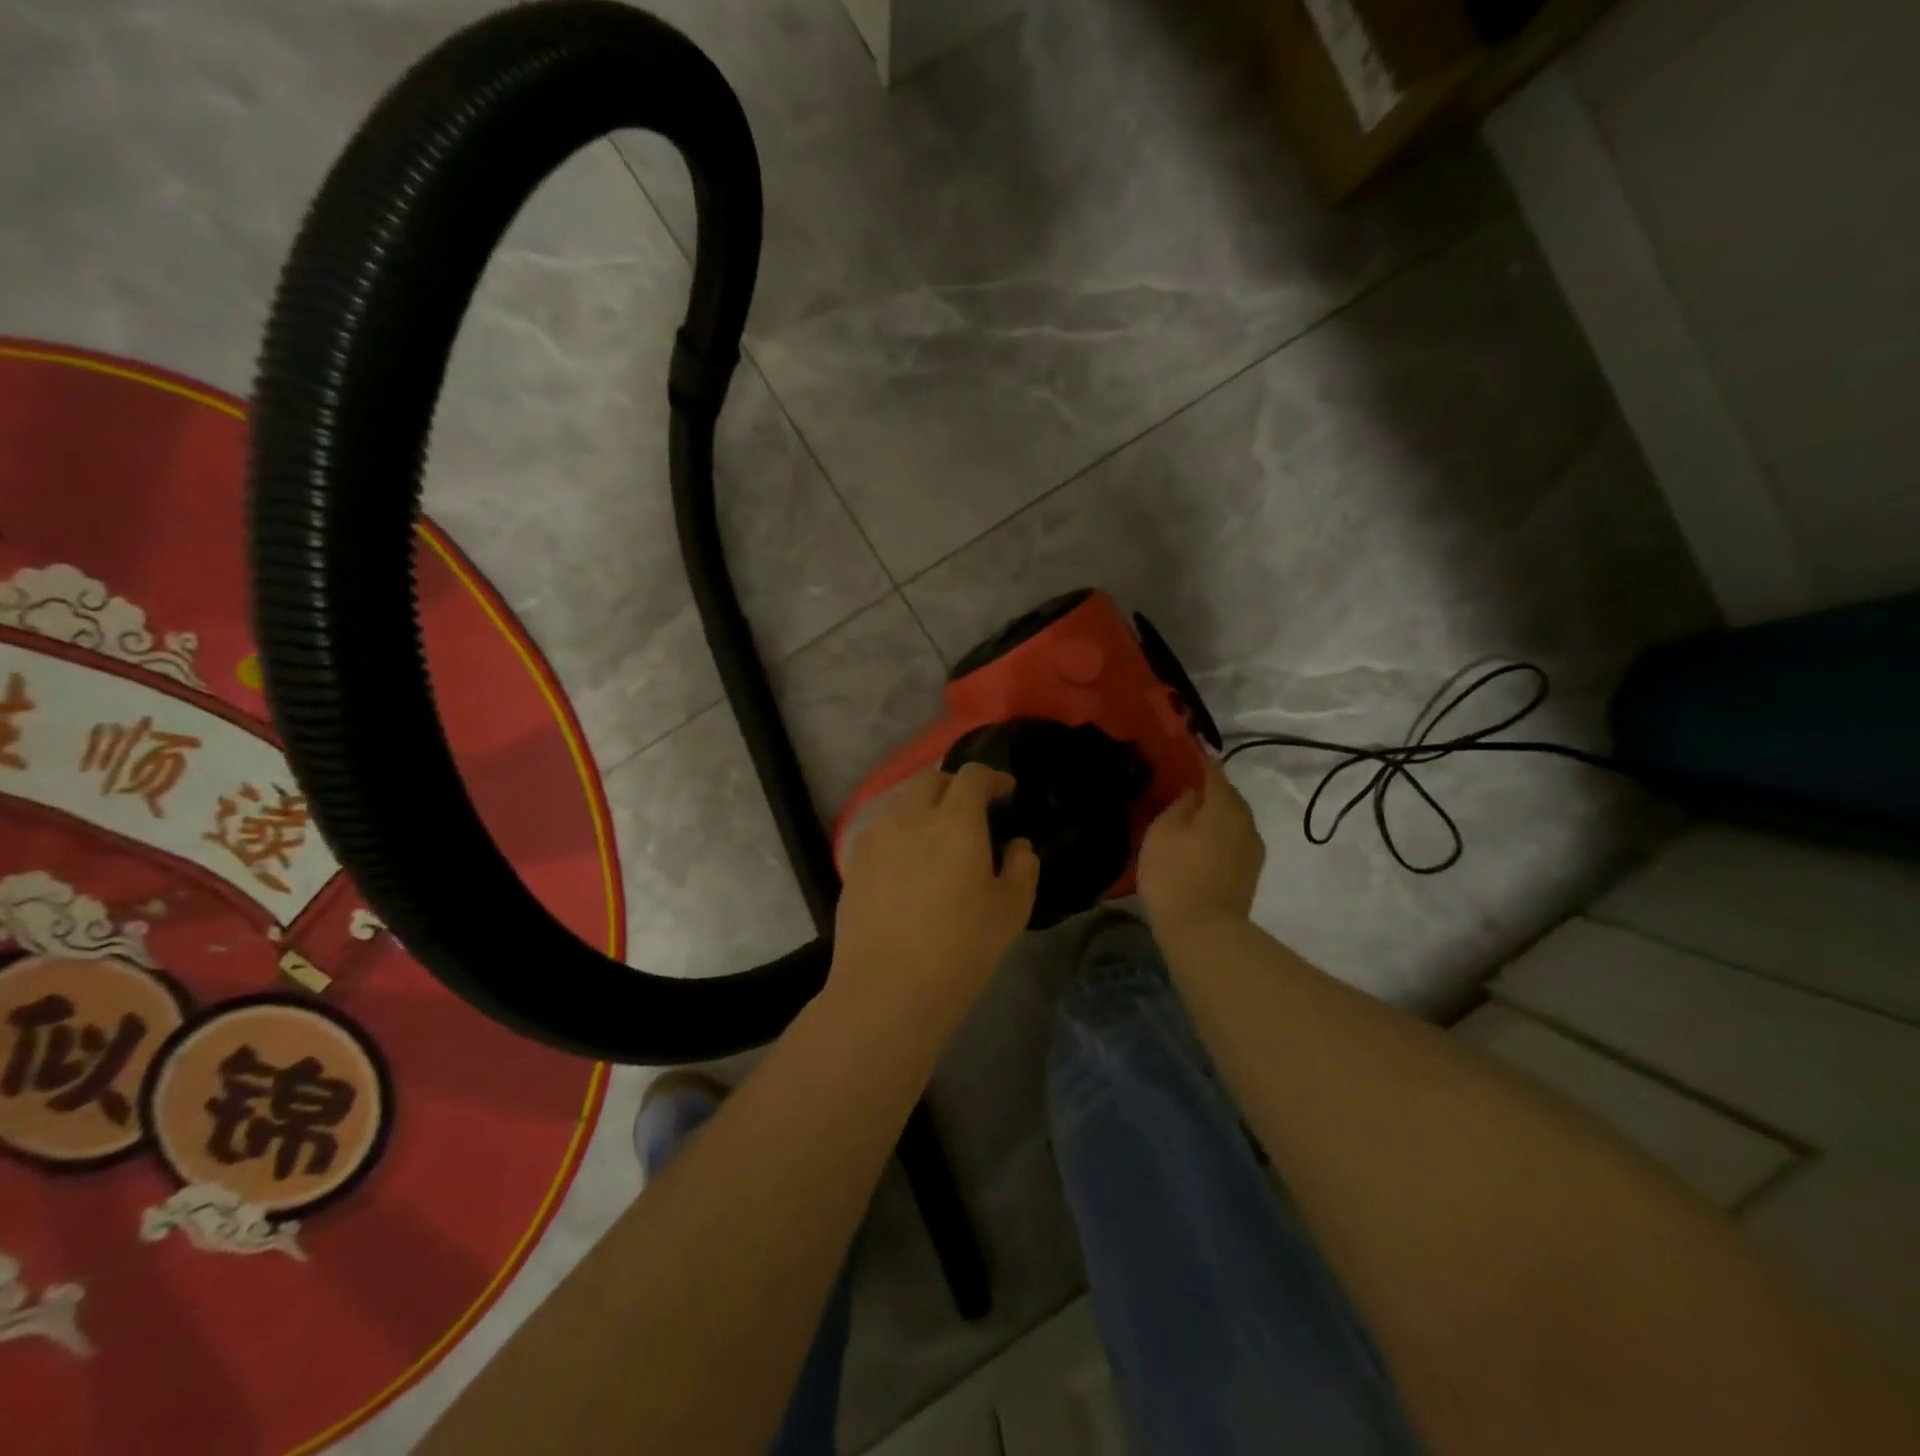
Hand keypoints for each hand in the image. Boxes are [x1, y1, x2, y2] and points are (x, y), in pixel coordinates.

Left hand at [831, 765, 1039, 1022]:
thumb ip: (1022, 867)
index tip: (1005, 790)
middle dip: (954, 785)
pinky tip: (906, 860)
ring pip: (900, 801)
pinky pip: (879, 829)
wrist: (888, 988)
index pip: (972, 776)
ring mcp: (876, 838)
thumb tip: (1018, 846)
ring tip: (936, 833)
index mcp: (955, 821)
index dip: (991, 777)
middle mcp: (911, 817)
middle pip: (930, 779)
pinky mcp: (854, 862)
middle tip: (971, 809)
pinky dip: (898, 831)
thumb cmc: (960, 948)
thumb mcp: (1010, 910)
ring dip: (923, 805)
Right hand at [1137, 754, 1265, 934]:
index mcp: (1225, 805)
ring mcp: (1251, 849)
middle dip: (1206, 787)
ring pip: (1230, 818)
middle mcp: (1246, 821)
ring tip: (1186, 813)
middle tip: (1179, 783)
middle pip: (1226, 795)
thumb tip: (1191, 793)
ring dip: (1212, 812)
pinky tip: (1196, 840)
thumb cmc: (1176, 875)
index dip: (1197, 756)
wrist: (1204, 933)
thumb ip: (1178, 804)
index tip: (1184, 744)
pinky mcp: (1248, 872)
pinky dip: (1215, 833)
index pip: (1212, 769)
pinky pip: (1230, 839)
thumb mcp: (1162, 832)